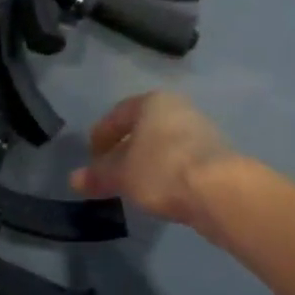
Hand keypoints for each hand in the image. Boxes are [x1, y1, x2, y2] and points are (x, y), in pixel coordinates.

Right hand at [71, 92, 239, 231]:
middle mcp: (178, 109)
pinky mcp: (217, 156)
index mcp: (152, 102)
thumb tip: (74, 179)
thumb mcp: (121, 174)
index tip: (92, 156)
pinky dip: (166, 172)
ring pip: (162, 144)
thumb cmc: (161, 170)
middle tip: (109, 171)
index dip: (101, 135)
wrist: (220, 191)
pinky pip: (180, 160)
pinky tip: (160, 192)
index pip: (118, 114)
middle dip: (124, 149)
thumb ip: (98, 175)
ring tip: (133, 185)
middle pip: (143, 128)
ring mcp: (201, 131)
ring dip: (146, 162)